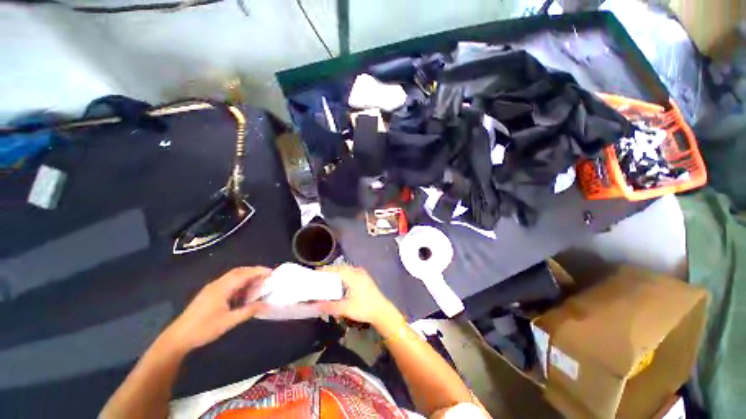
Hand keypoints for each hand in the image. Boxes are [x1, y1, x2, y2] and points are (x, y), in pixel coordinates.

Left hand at [160, 267, 270, 353]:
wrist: (177, 338)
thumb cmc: (204, 329)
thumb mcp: (228, 321)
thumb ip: (248, 311)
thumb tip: (267, 305)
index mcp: (222, 288)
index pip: (244, 274)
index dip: (259, 271)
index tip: (272, 273)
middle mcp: (217, 284)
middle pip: (238, 271)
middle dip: (254, 271)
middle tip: (267, 276)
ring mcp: (212, 288)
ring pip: (233, 277)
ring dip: (246, 277)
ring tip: (257, 284)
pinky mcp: (209, 294)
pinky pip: (228, 283)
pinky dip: (239, 283)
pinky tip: (243, 293)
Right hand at [310, 266, 401, 327]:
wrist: (381, 310)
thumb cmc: (364, 308)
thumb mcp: (345, 309)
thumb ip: (329, 306)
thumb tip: (314, 305)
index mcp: (353, 277)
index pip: (337, 269)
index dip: (326, 270)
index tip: (316, 271)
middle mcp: (358, 272)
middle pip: (342, 267)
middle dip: (331, 270)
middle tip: (320, 275)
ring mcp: (363, 274)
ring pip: (347, 268)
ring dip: (337, 271)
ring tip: (328, 276)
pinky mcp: (365, 277)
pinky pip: (351, 271)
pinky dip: (344, 273)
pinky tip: (340, 279)